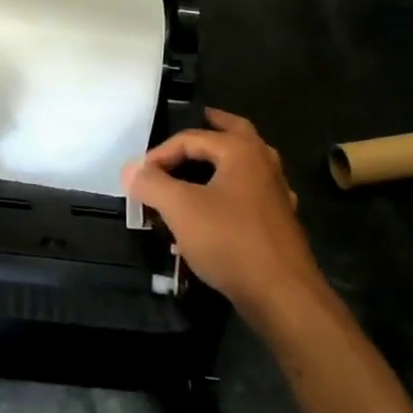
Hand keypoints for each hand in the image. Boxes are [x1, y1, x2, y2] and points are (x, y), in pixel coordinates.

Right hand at [122, 108, 323, 318]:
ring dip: (225, 159)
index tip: (139, 175)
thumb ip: (152, 184)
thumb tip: (130, 169)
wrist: (282, 294)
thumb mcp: (181, 209)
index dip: (161, 153)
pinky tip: (222, 207)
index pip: (192, 138)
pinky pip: (252, 194)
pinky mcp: (279, 222)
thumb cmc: (230, 241)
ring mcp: (276, 193)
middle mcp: (263, 164)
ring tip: (205, 162)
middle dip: (216, 125)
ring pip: (248, 163)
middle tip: (201, 118)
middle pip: (237, 133)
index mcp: (241, 151)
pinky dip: (234, 190)